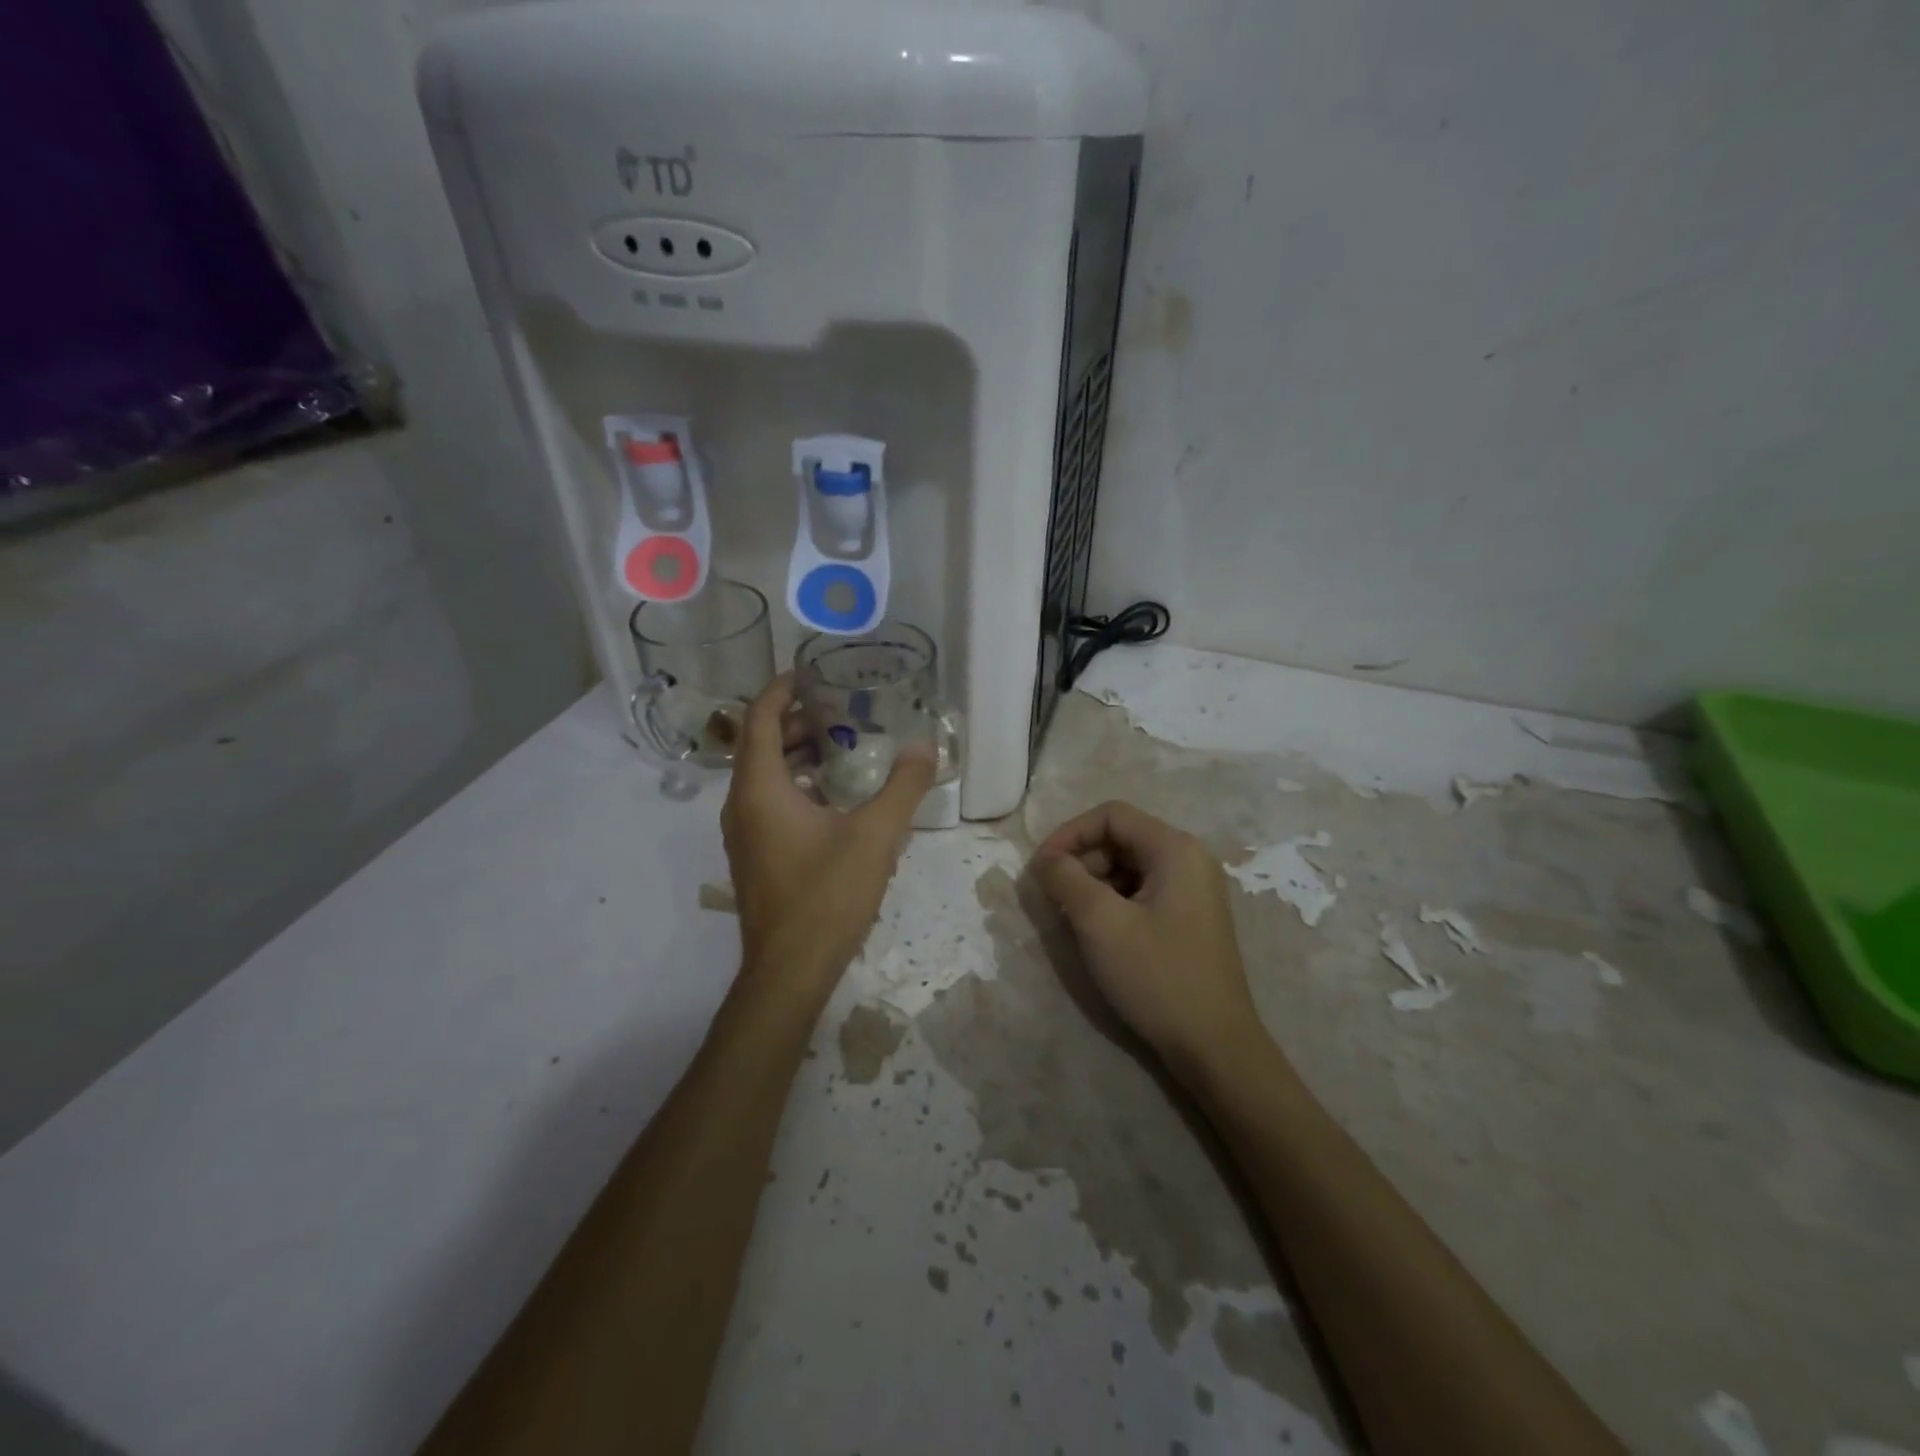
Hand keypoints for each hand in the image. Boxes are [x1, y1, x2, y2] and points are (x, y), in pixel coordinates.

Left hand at [721, 675, 935, 998]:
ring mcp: (744, 832)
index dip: (781, 688)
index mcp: (759, 788)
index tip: (811, 672)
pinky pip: (768, 801)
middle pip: (760, 743)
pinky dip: (795, 783)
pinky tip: (834, 795)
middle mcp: (741, 804)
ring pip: (764, 774)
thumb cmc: (826, 896)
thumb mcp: (875, 836)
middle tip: (840, 708)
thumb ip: (903, 787)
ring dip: (797, 753)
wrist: (790, 971)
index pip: (759, 718)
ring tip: (842, 744)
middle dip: (796, 720)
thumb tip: (926, 747)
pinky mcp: (754, 854)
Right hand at [1030, 801, 1263, 1074]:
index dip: (1069, 833)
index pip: (1111, 815)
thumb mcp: (1100, 923)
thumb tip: (1044, 859)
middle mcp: (1190, 859)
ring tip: (1073, 918)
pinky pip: (1144, 891)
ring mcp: (1195, 890)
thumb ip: (1065, 879)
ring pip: (1130, 866)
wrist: (1215, 1046)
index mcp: (1175, 848)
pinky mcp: (1192, 917)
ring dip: (1095, 883)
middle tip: (1054, 898)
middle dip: (1082, 860)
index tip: (1041, 868)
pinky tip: (1100, 933)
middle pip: (1122, 838)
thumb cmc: (1157, 976)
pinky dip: (1115, 902)